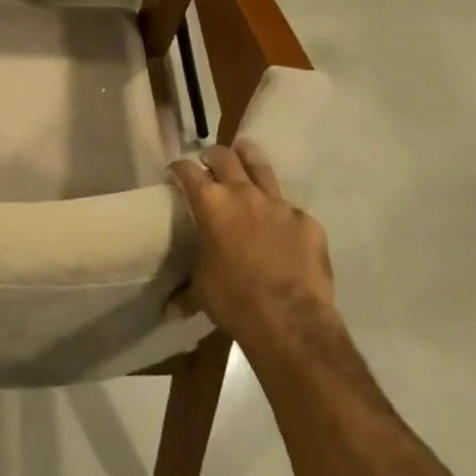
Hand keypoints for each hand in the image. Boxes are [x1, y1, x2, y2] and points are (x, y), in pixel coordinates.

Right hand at [169, 138, 336, 358]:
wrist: (291, 320)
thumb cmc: (235, 301)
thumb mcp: (202, 291)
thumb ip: (186, 290)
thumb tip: (168, 310)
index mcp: (211, 204)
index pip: (187, 171)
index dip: (178, 168)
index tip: (175, 172)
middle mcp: (243, 194)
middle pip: (224, 156)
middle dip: (213, 156)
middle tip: (209, 161)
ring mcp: (279, 204)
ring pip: (261, 166)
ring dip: (248, 159)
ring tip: (244, 155)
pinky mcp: (307, 221)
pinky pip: (291, 209)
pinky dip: (282, 212)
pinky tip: (282, 227)